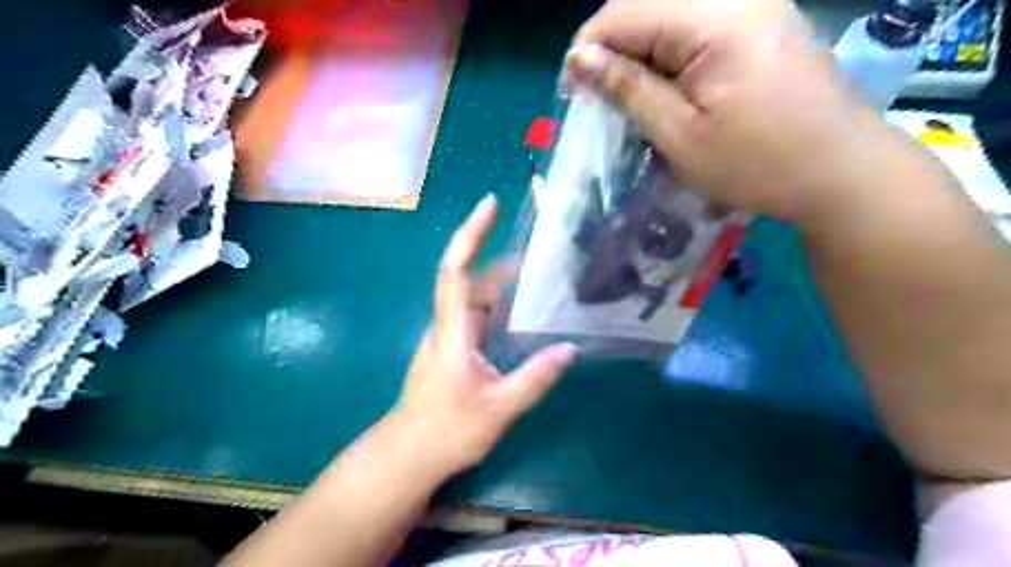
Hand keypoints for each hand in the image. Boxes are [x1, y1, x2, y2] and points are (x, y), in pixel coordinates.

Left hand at [388, 194, 575, 477]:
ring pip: (473, 299)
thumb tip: (569, 348)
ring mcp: (446, 337)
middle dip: (499, 260)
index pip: (455, 270)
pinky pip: (475, 317)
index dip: (470, 234)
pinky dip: (497, 308)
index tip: (489, 205)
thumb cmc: (448, 431)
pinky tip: (520, 316)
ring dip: (501, 285)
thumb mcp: (500, 407)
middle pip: (469, 279)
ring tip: (537, 280)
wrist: (409, 455)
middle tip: (539, 253)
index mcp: (453, 330)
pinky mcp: (451, 349)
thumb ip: (535, 377)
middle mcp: (446, 325)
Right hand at [568, 1, 889, 221]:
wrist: (839, 172)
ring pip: (668, 16)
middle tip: (597, 99)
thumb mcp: (680, 134)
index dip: (586, 50)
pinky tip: (665, 90)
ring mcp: (754, 6)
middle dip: (611, 51)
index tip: (572, 94)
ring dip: (639, 55)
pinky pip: (696, 26)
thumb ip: (629, 89)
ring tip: (628, 100)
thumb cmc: (756, 163)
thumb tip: (580, 58)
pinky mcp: (761, 24)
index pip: (623, 12)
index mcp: (715, 18)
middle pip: (645, 6)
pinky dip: (668, 57)